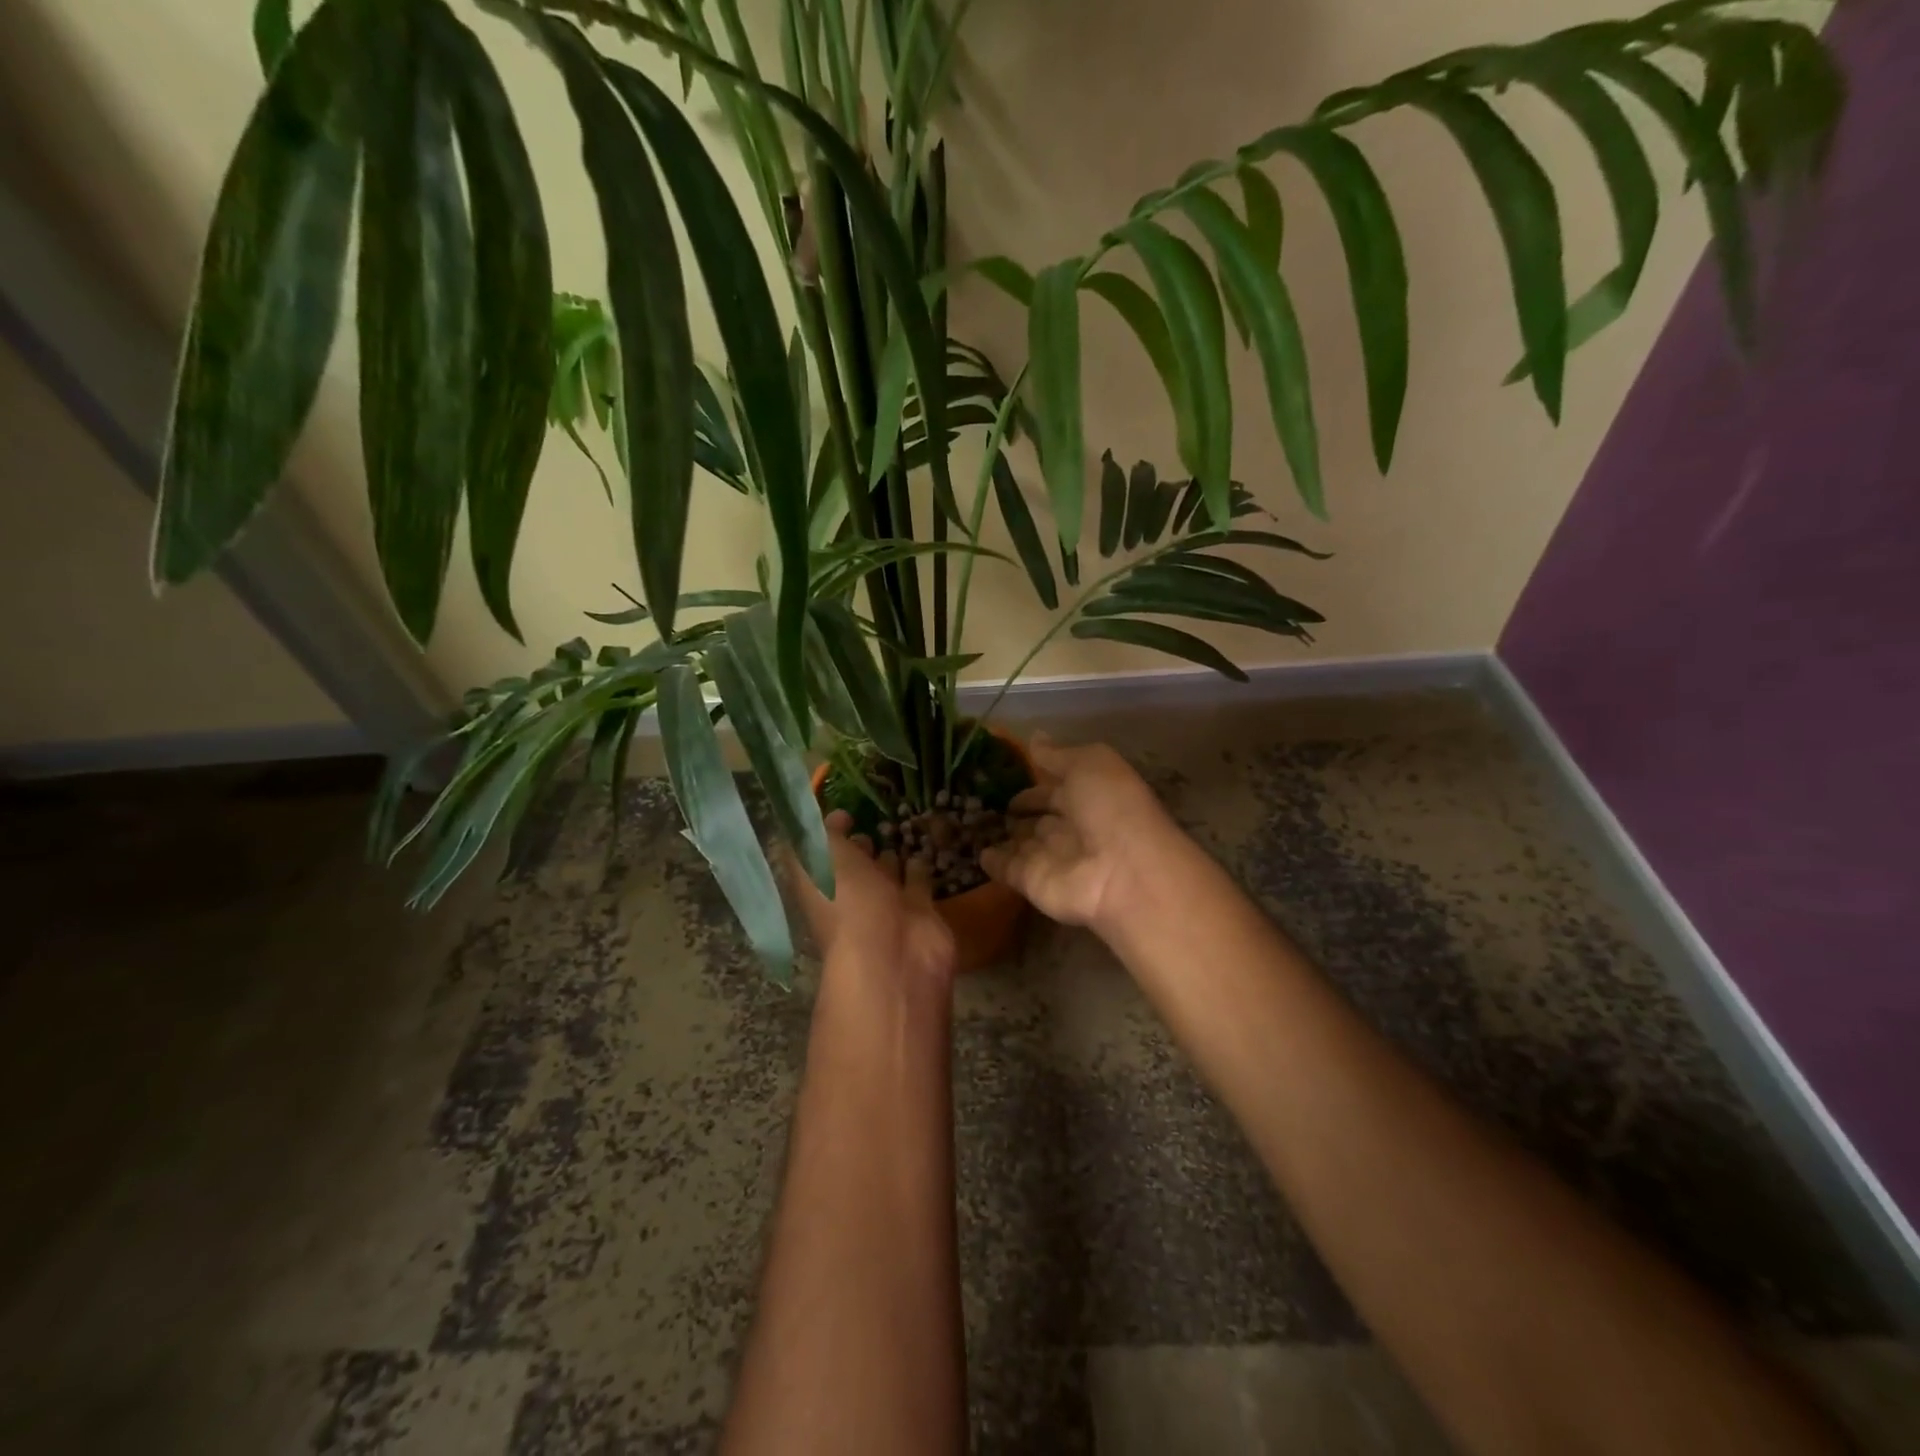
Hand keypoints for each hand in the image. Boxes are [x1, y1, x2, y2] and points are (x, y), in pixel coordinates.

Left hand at [790, 810, 956, 984]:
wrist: (894, 953)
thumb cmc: (846, 900)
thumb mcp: (821, 854)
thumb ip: (823, 829)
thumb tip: (832, 815)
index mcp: (820, 884)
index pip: (819, 854)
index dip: (826, 832)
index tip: (844, 810)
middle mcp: (850, 896)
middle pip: (853, 866)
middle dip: (859, 846)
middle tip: (870, 820)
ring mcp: (886, 906)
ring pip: (886, 873)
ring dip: (889, 856)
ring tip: (897, 828)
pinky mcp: (919, 911)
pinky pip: (919, 881)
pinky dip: (920, 865)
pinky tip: (923, 846)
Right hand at [980, 733, 1178, 932]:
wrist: (1123, 874)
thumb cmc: (1111, 808)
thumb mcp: (1089, 764)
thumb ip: (1057, 755)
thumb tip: (1034, 737)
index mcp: (1089, 798)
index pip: (1056, 789)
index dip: (1035, 783)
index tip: (1006, 775)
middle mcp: (1071, 829)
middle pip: (1040, 819)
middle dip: (1019, 810)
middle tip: (985, 800)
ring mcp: (1052, 858)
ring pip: (1023, 844)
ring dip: (1004, 834)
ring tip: (972, 821)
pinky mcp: (1032, 882)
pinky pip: (1008, 869)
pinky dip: (993, 862)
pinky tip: (976, 851)